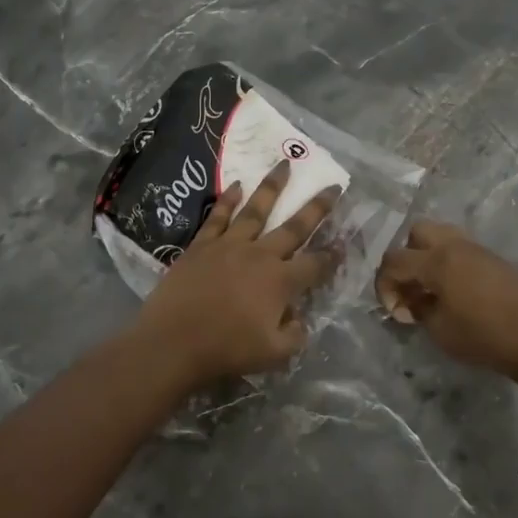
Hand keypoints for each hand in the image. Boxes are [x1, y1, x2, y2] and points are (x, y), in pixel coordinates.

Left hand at [135, 161, 340, 385]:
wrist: (173, 341)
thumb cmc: (226, 349)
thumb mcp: (274, 354)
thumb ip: (295, 335)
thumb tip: (299, 318)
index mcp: (281, 281)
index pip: (316, 264)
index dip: (333, 255)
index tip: (344, 242)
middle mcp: (260, 255)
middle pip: (294, 227)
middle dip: (317, 207)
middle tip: (332, 186)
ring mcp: (229, 246)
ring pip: (256, 209)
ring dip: (272, 186)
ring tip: (284, 164)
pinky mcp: (202, 245)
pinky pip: (219, 216)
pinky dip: (228, 199)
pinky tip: (236, 184)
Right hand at [375, 220, 517, 380]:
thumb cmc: (481, 335)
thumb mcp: (438, 329)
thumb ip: (417, 309)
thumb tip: (412, 301)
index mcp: (436, 260)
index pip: (394, 260)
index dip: (384, 285)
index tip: (395, 311)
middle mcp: (454, 245)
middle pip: (417, 231)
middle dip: (406, 257)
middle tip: (412, 287)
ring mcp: (477, 249)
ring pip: (441, 235)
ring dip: (428, 256)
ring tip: (432, 287)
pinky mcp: (493, 259)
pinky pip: (460, 249)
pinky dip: (448, 262)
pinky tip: (455, 291)